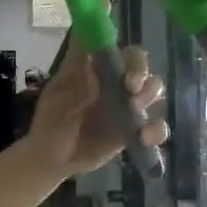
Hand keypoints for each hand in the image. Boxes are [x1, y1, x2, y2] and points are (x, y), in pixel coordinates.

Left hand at [25, 44, 166, 177]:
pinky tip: (144, 137)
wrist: (53, 160)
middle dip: (140, 70)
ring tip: (134, 109)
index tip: (119, 58)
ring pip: (152, 88)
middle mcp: (113, 83)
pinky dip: (156, 130)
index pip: (112, 47)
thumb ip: (75, 90)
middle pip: (138, 63)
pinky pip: (156, 127)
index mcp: (92, 70)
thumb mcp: (55, 104)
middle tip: (130, 86)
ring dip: (149, 94)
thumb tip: (94, 73)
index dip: (117, 46)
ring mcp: (125, 106)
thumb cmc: (50, 124)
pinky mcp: (134, 130)